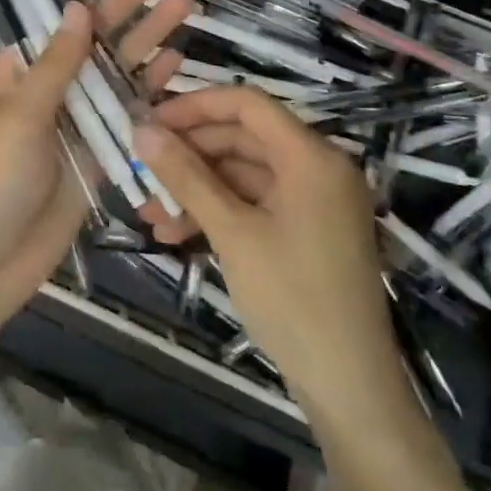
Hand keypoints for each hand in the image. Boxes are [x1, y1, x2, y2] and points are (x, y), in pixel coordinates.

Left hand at [0, 0, 193, 334]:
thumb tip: (77, 9)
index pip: (46, 8)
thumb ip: (54, 68)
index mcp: (17, 70)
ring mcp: (77, 118)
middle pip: (92, 33)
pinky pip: (128, 112)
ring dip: (146, 36)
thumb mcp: (18, 119)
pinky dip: (150, 88)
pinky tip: (177, 61)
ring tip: (183, 5)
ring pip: (116, 68)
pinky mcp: (100, 151)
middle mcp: (50, 86)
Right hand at [133, 86, 394, 410]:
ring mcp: (313, 202)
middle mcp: (317, 168)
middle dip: (189, 155)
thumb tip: (142, 131)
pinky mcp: (306, 231)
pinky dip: (217, 213)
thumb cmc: (292, 298)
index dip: (195, 106)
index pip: (247, 105)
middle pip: (243, 139)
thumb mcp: (232, 233)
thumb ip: (187, 177)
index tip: (150, 122)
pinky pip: (254, 204)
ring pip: (243, 175)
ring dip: (196, 189)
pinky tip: (175, 233)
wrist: (348, 385)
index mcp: (311, 157)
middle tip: (141, 170)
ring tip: (149, 212)